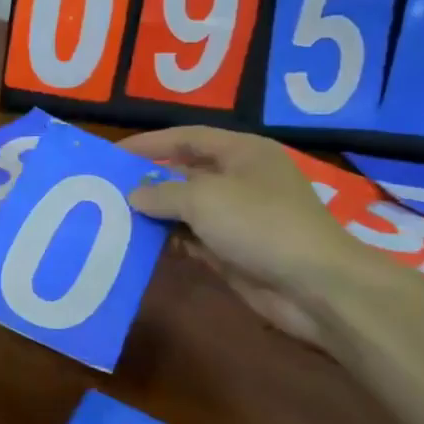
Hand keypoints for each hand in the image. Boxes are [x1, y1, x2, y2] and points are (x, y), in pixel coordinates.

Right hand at [122, 126, 372, 347]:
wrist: (314, 286)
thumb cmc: (259, 224)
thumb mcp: (203, 199)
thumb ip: (162, 193)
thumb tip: (134, 194)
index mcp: (242, 152)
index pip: (187, 138)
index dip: (149, 143)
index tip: (112, 154)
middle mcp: (241, 179)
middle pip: (186, 173)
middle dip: (150, 180)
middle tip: (109, 188)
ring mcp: (239, 217)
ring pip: (187, 209)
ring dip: (157, 214)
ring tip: (116, 217)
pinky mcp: (235, 251)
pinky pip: (194, 239)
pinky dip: (170, 240)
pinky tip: (141, 245)